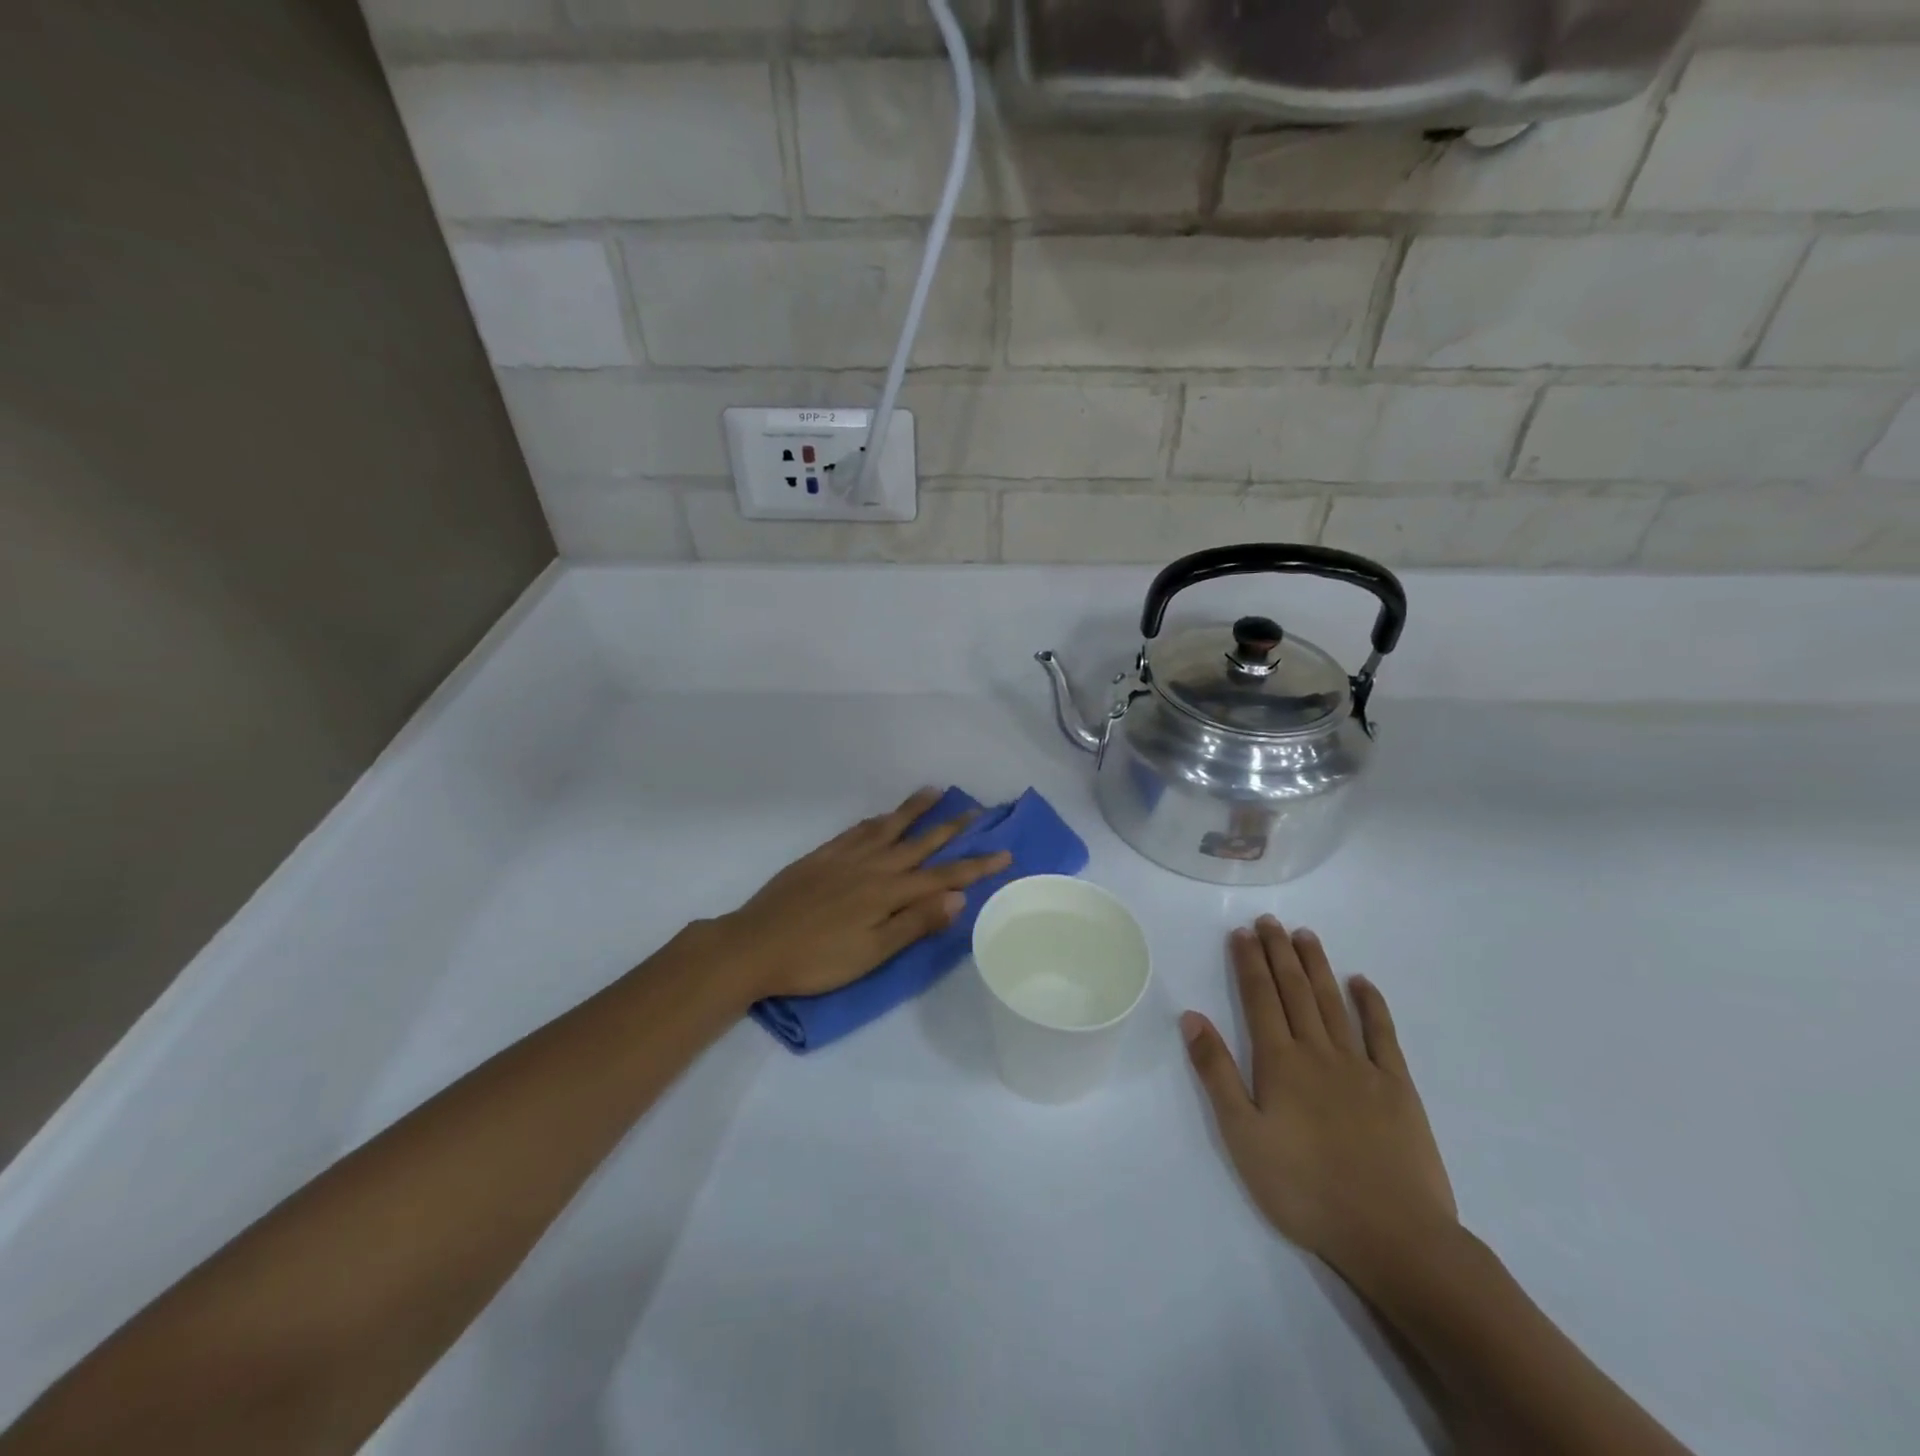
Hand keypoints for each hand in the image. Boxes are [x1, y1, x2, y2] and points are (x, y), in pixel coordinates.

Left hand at [704, 788, 1011, 1002]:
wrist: (755, 945)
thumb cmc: (817, 959)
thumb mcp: (872, 953)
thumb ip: (915, 923)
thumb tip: (959, 897)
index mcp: (888, 893)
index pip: (944, 875)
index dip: (976, 865)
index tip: (1005, 852)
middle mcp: (872, 866)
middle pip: (920, 843)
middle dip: (951, 827)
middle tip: (977, 809)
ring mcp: (845, 857)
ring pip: (888, 827)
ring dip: (914, 810)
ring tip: (935, 791)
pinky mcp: (821, 856)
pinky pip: (857, 830)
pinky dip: (877, 820)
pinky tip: (882, 817)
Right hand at [1181, 917, 1456, 1279]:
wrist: (1393, 1235)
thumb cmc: (1304, 1189)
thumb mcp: (1242, 1136)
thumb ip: (1216, 1073)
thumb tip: (1192, 1017)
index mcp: (1279, 1062)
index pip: (1259, 997)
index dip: (1249, 962)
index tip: (1242, 931)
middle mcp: (1318, 1051)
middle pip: (1295, 990)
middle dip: (1279, 952)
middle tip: (1270, 920)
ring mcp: (1361, 1066)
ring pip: (1333, 1002)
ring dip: (1316, 965)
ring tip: (1304, 935)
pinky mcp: (1398, 1088)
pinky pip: (1382, 1034)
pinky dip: (1371, 1004)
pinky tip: (1362, 982)